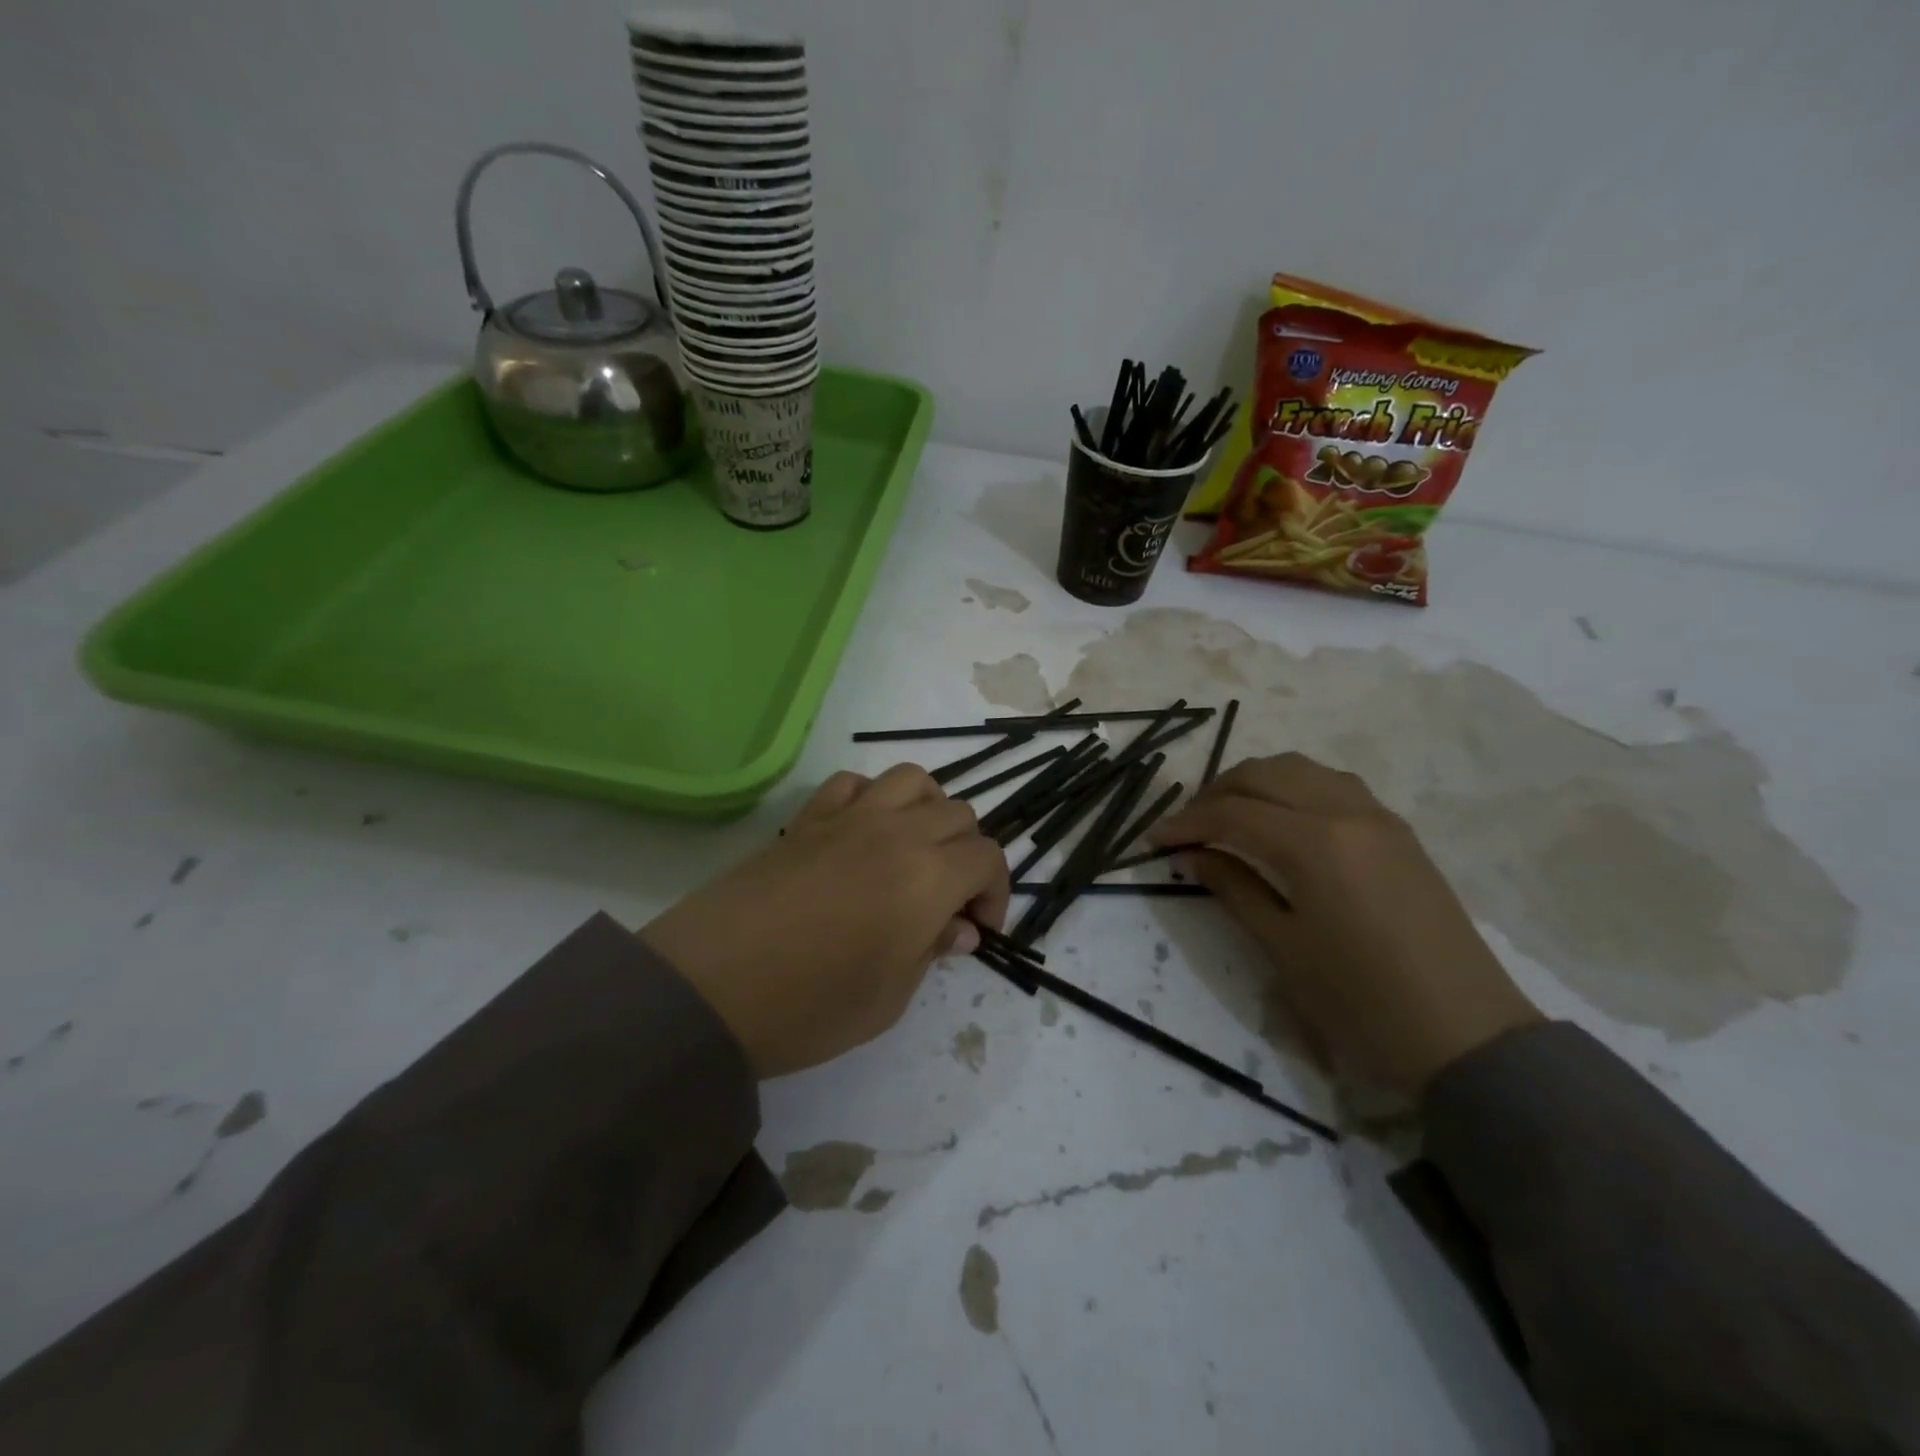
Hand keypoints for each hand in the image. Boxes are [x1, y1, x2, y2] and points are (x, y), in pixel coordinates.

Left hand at [641, 765, 1009, 1078]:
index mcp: (928, 877)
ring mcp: (849, 818)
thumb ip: (932, 951)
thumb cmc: (809, 1006)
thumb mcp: (889, 998)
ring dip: (929, 811)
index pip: (987, 858)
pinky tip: (862, 833)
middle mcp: (897, 832)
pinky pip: (853, 783)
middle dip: (967, 856)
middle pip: (958, 815)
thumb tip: (958, 928)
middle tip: (948, 901)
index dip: (996, 893)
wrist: (709, 987)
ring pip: (913, 781)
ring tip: (916, 851)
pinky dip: (872, 798)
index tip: (976, 930)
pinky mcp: (807, 819)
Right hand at [1150, 753, 1539, 1094]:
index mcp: (1314, 843)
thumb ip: (1232, 887)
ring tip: (1228, 815)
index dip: (1186, 822)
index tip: (1153, 840)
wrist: (1465, 1036)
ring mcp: (1378, 817)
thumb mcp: (1282, 946)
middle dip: (1215, 792)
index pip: (1232, 813)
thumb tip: (1191, 854)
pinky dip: (1294, 788)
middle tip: (1186, 826)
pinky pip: (1333, 785)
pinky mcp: (1398, 832)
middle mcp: (1346, 812)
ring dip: (1255, 782)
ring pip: (1301, 769)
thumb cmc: (1360, 1001)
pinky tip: (1280, 819)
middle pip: (1264, 774)